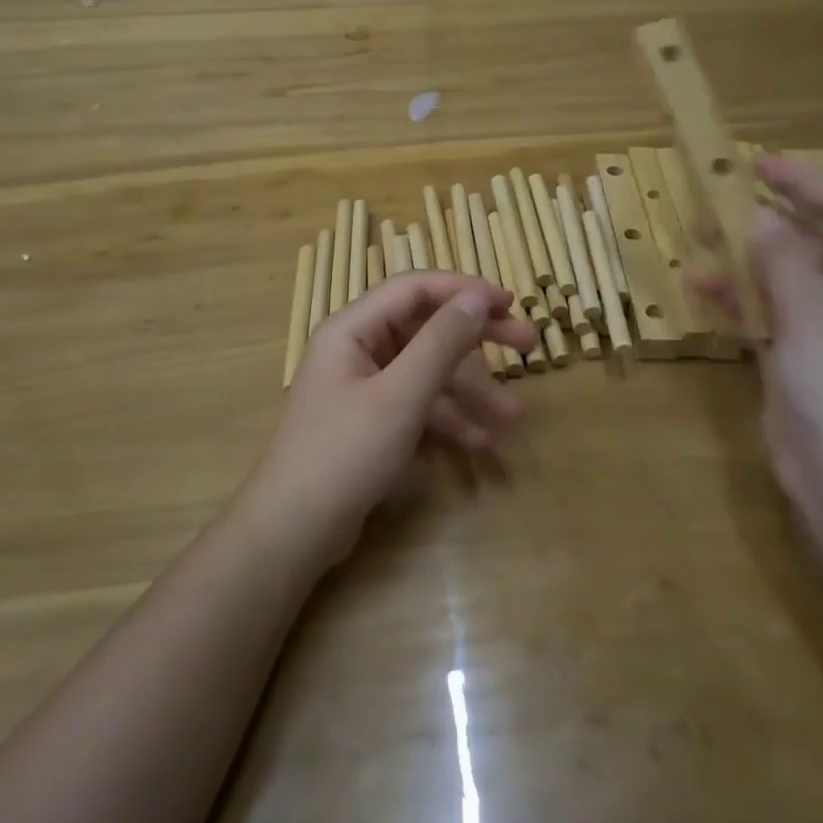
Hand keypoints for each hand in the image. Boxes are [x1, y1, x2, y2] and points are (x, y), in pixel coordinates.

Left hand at [242, 272, 537, 569]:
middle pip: (426, 330)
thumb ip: (441, 342)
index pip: (415, 289)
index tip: (509, 303)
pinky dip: (447, 420)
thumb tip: (477, 297)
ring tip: (512, 418)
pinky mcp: (372, 423)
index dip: (464, 290)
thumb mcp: (401, 395)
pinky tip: (480, 444)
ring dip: (470, 393)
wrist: (293, 532)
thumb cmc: (344, 453)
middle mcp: (357, 349)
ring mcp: (364, 388)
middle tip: (529, 346)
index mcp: (353, 328)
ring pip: (428, 373)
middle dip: (477, 342)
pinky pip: (418, 406)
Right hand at [694, 154, 822, 505]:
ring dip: (742, 261)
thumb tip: (763, 216)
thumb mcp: (813, 311)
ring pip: (779, 281)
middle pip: (808, 245)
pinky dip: (736, 301)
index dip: (803, 184)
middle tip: (717, 201)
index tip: (757, 164)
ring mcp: (821, 334)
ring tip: (697, 240)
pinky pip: (763, 317)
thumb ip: (784, 259)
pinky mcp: (793, 362)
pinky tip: (699, 287)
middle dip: (764, 222)